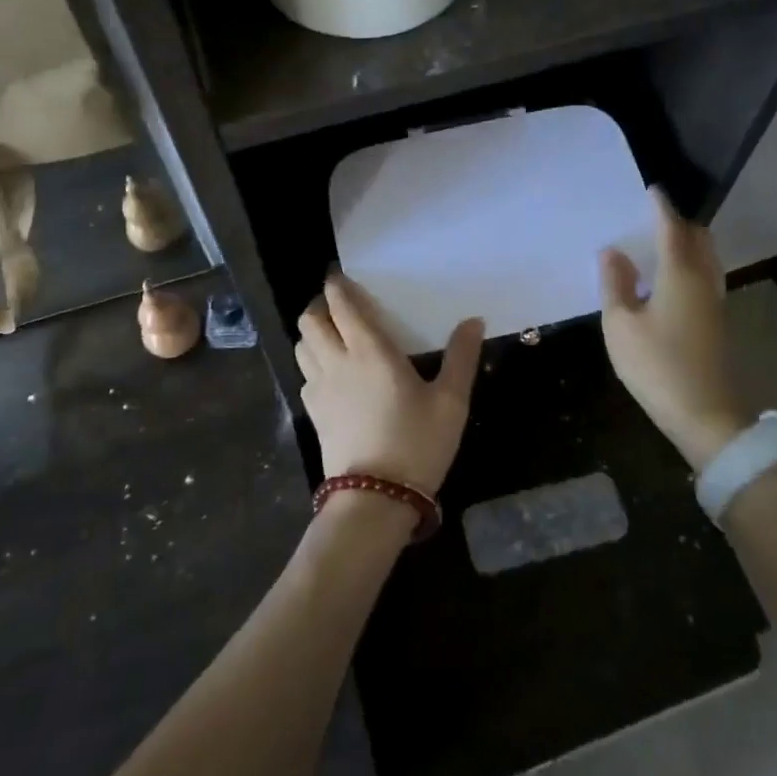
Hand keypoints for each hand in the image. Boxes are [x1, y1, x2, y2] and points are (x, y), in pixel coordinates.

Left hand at [296, 274, 484, 491]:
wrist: (375, 499)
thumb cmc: (417, 443)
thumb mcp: (451, 402)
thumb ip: (461, 357)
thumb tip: (474, 320)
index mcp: (370, 350)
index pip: (342, 305)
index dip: (337, 286)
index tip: (341, 276)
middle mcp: (337, 362)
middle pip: (311, 320)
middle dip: (320, 305)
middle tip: (340, 306)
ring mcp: (319, 388)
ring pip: (302, 345)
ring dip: (313, 332)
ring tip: (333, 334)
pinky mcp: (313, 413)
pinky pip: (305, 374)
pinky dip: (312, 361)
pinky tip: (332, 373)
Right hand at [599, 188, 750, 470]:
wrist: (706, 416)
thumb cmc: (657, 365)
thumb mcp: (621, 325)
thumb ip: (615, 284)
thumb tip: (612, 251)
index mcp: (680, 273)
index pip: (671, 228)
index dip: (660, 207)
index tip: (652, 190)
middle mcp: (703, 280)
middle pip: (698, 239)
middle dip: (678, 223)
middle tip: (653, 218)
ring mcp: (714, 302)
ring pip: (705, 258)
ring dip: (686, 244)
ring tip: (659, 245)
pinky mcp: (716, 322)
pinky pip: (704, 277)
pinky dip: (688, 265)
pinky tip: (667, 280)